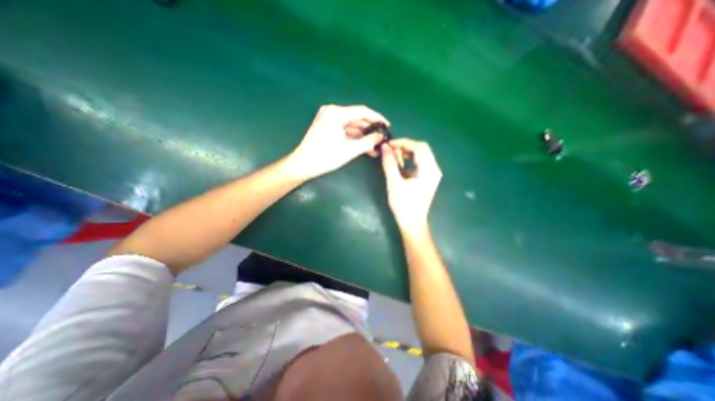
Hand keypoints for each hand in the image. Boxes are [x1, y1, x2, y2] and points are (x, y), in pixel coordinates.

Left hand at [287, 103, 390, 178]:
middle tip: (382, 140)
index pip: (362, 111)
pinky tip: (365, 147)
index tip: (388, 126)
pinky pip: (345, 131)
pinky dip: (354, 139)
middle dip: (370, 130)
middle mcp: (332, 112)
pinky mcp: (328, 128)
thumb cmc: (325, 157)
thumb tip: (381, 137)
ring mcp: (329, 120)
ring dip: (363, 137)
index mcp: (336, 113)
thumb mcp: (349, 150)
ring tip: (376, 147)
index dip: (377, 118)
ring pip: (352, 127)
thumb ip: (368, 142)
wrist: (303, 165)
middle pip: (357, 119)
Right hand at [380, 138, 441, 231]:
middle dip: (405, 146)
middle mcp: (434, 169)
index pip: (419, 147)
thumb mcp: (394, 183)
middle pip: (421, 149)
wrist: (412, 223)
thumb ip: (389, 163)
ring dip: (406, 152)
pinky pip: (419, 162)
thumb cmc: (403, 205)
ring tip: (392, 156)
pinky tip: (399, 163)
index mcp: (429, 170)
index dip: (403, 143)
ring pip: (420, 154)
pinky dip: (409, 159)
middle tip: (390, 150)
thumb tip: (384, 147)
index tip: (388, 144)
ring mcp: (432, 173)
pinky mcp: (427, 177)